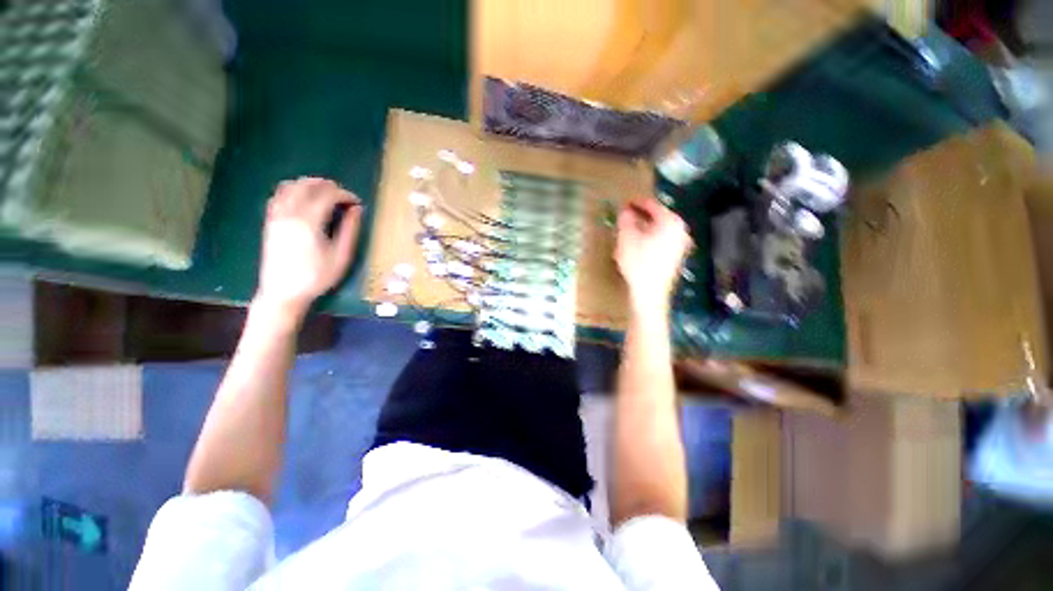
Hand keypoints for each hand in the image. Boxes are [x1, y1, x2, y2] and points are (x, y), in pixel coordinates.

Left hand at [255, 177, 362, 318]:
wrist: (283, 292)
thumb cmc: (317, 277)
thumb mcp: (341, 256)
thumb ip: (350, 230)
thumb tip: (357, 210)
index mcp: (309, 222)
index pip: (328, 195)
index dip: (345, 195)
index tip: (357, 202)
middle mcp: (289, 213)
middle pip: (307, 186)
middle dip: (328, 185)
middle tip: (343, 195)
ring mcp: (276, 216)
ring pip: (290, 187)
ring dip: (309, 184)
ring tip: (325, 192)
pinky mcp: (270, 221)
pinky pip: (279, 196)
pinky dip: (293, 190)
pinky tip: (303, 198)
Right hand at [615, 198, 692, 312]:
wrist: (650, 293)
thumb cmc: (638, 263)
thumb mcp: (626, 238)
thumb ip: (626, 219)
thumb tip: (625, 210)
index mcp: (670, 221)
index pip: (651, 204)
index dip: (635, 202)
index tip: (623, 202)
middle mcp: (680, 230)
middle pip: (657, 217)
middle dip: (640, 216)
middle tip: (625, 216)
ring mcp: (680, 244)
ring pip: (659, 229)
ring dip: (644, 228)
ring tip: (628, 230)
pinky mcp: (676, 256)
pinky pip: (662, 240)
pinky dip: (650, 238)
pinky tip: (638, 245)